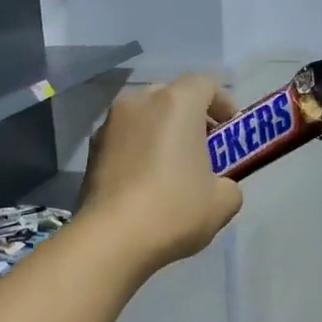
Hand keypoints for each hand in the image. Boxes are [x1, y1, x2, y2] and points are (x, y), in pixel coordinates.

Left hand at [80, 75, 242, 274]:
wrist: (111, 238)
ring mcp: (109, 124)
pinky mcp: (91, 149)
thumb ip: (229, 184)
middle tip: (203, 147)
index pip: (205, 84)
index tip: (230, 128)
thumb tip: (219, 187)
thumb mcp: (223, 202)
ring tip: (171, 166)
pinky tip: (145, 181)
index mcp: (176, 103)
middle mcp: (140, 102)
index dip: (223, 103)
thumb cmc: (175, 210)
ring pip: (144, 116)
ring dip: (161, 132)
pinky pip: (124, 139)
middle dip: (190, 116)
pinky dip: (138, 149)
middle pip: (171, 96)